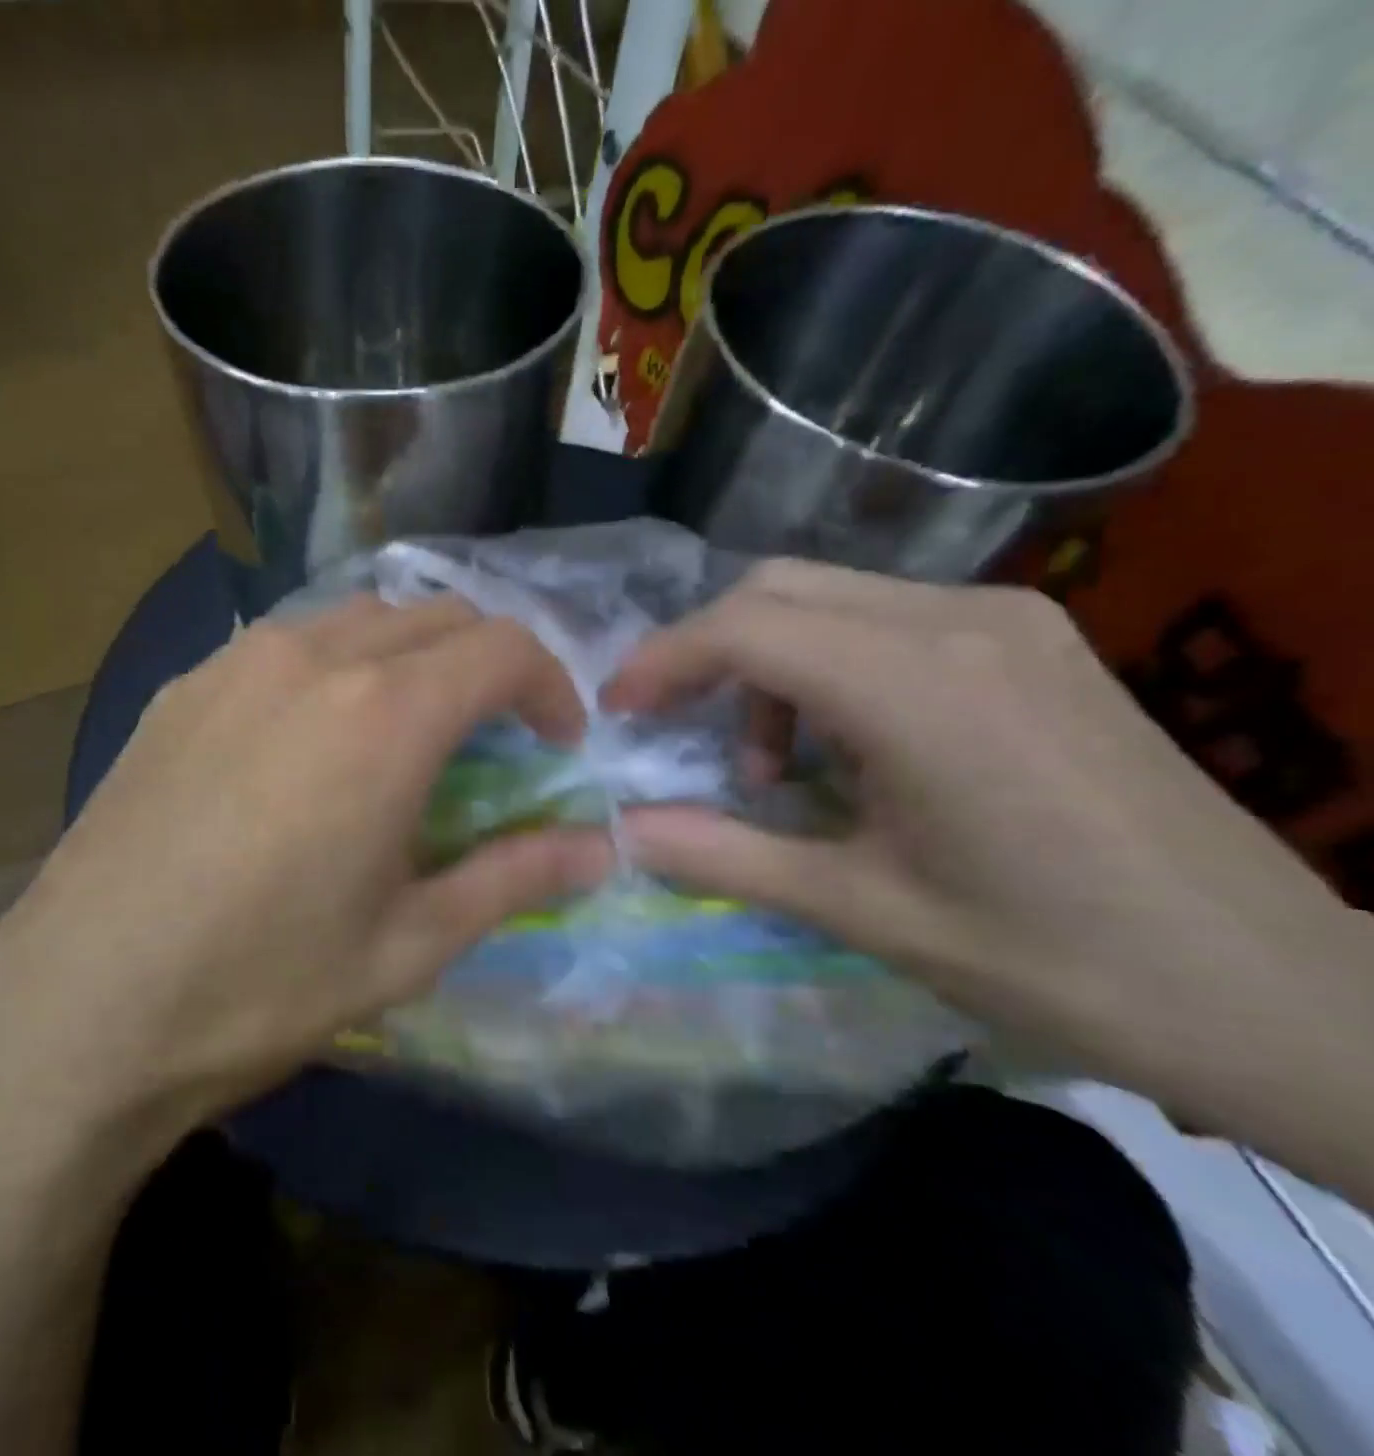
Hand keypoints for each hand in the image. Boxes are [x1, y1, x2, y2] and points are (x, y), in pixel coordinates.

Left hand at [0, 596, 611, 1182]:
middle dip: (487, 663)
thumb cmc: (262, 985)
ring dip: (411, 656)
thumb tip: (601, 849)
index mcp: (385, 715)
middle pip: (437, 615)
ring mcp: (236, 662)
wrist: (80, 1008)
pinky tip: (314, 741)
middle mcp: (313, 658)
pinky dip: (337, 666)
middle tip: (493, 737)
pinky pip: (287, 643)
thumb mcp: (410, 944)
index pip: (504, 648)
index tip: (557, 744)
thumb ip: (515, 876)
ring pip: (360, 618)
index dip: (551, 687)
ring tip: (408, 731)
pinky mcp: (182, 686)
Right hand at [607, 561, 1373, 1185]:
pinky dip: (825, 665)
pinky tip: (847, 746)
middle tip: (685, 736)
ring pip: (828, 596)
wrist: (1277, 993)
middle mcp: (961, 622)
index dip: (662, 661)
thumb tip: (622, 832)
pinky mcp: (1030, 641)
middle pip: (778, 587)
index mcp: (918, 689)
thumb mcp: (864, 912)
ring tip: (777, 767)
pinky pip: (883, 618)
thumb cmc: (1056, 962)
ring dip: (768, 663)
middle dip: (707, 653)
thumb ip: (726, 857)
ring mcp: (1006, 621)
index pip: (746, 628)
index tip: (617, 712)